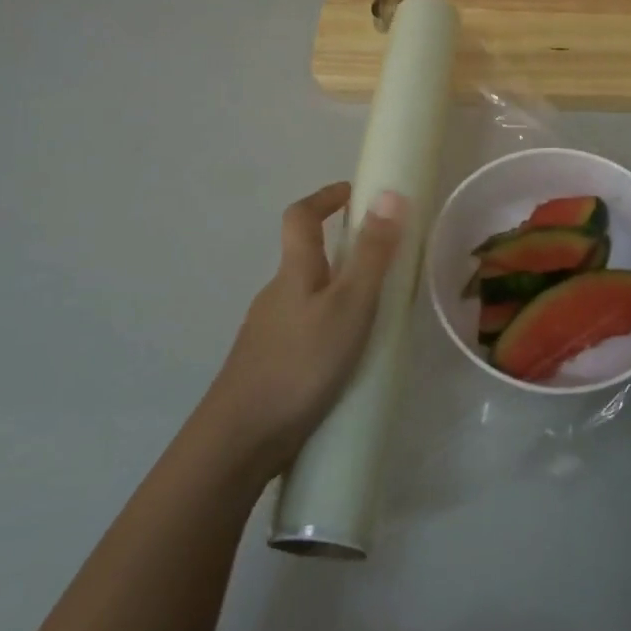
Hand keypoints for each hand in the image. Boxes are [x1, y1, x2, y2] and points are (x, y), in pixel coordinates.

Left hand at [201, 183, 405, 479]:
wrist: (240, 439)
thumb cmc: (301, 363)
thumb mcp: (349, 305)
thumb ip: (372, 254)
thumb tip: (389, 193)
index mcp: (295, 272)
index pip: (301, 217)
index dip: (325, 197)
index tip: (355, 192)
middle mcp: (277, 295)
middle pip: (306, 258)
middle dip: (342, 252)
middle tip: (385, 264)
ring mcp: (268, 332)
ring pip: (308, 299)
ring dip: (338, 294)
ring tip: (377, 317)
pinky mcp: (269, 365)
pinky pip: (305, 331)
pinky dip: (329, 329)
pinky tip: (348, 360)